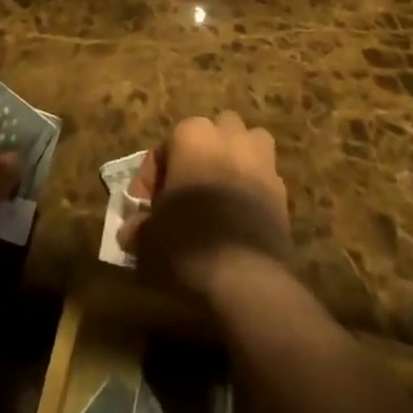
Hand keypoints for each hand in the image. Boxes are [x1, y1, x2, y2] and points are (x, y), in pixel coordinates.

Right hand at [123, 111, 290, 304]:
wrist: (246, 277)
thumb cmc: (187, 243)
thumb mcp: (148, 240)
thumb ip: (138, 228)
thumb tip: (131, 232)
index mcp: (191, 135)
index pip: (162, 149)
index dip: (149, 180)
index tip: (144, 211)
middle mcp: (227, 135)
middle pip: (209, 135)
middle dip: (197, 156)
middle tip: (184, 193)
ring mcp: (260, 158)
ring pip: (245, 144)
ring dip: (233, 159)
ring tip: (219, 193)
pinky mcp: (281, 187)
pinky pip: (263, 177)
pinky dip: (252, 188)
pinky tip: (240, 217)